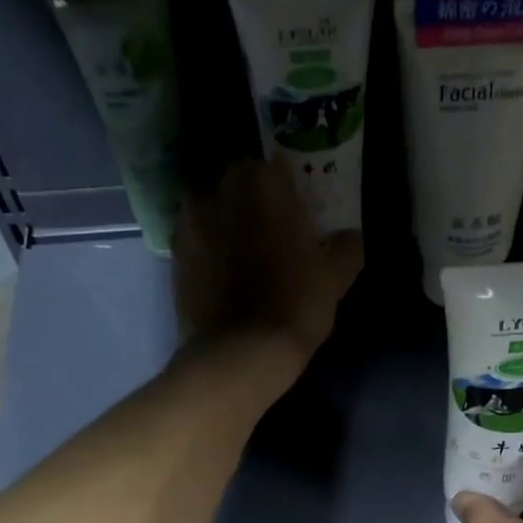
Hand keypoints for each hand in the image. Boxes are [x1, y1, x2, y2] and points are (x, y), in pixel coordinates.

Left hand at [173, 156, 363, 375]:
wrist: (238, 353)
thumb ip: (346, 248)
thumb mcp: (335, 278)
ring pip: (214, 211)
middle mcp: (219, 189)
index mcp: (262, 182)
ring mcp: (189, 222)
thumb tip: (350, 237)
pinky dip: (209, 252)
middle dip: (254, 204)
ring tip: (246, 260)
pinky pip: (197, 242)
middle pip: (240, 186)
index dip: (289, 192)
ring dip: (228, 225)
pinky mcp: (172, 255)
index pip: (278, 168)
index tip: (299, 216)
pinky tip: (224, 279)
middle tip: (274, 237)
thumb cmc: (294, 305)